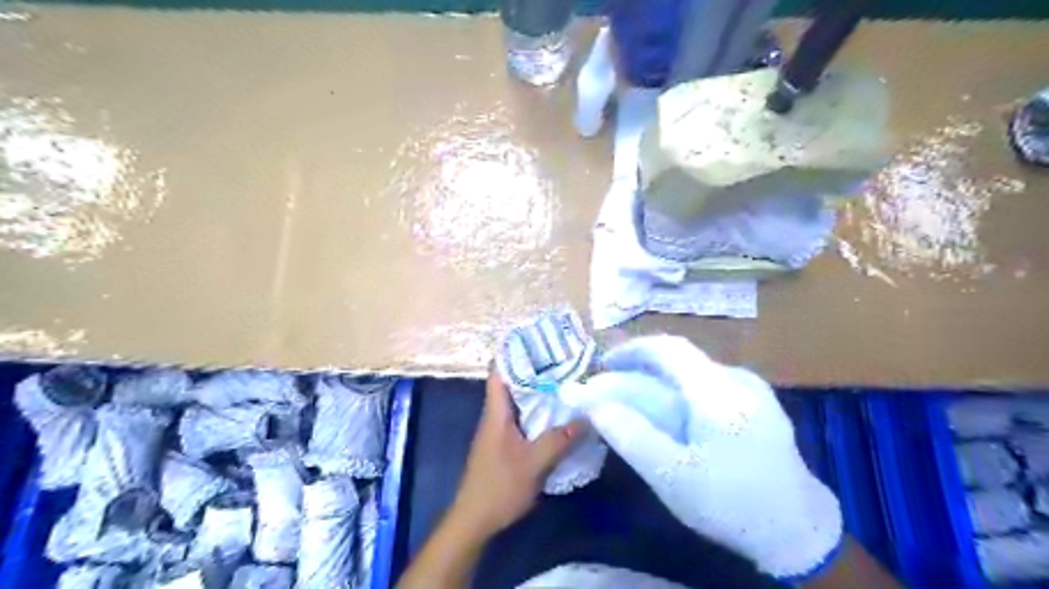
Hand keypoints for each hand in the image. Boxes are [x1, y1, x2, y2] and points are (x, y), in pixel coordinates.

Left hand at [447, 371, 585, 539]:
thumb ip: (558, 440)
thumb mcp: (534, 463)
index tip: (536, 342)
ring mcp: (498, 432)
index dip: (513, 355)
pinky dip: (537, 414)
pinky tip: (556, 417)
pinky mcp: (504, 446)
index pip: (498, 373)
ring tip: (564, 383)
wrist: (474, 520)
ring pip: (518, 404)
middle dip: (534, 372)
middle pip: (512, 385)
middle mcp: (495, 417)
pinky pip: (522, 421)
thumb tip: (585, 418)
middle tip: (561, 361)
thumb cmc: (499, 486)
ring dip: (537, 394)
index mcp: (496, 413)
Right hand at [558, 336, 842, 578]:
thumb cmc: (731, 503)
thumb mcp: (672, 475)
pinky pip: (709, 386)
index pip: (668, 348)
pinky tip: (676, 419)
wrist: (800, 533)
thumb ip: (630, 435)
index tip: (603, 365)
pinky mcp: (759, 405)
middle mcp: (737, 379)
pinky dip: (681, 393)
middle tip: (615, 389)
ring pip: (694, 373)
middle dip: (642, 369)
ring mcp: (753, 391)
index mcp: (717, 390)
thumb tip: (593, 402)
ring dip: (661, 381)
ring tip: (639, 405)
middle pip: (680, 360)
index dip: (632, 350)